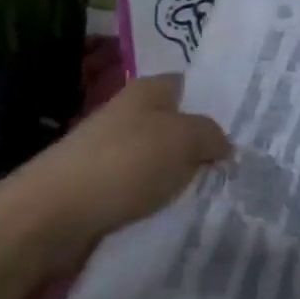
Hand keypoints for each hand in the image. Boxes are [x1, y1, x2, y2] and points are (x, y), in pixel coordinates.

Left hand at [0, 74, 229, 265]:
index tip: (247, 129)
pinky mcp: (99, 182)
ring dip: (181, 174)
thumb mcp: (183, 140)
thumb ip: (211, 135)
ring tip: (214, 194)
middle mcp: (129, 111)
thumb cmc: (124, 164)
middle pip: (177, 123)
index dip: (217, 103)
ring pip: (160, 156)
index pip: (192, 85)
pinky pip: (140, 184)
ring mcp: (111, 147)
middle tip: (239, 167)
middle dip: (203, 143)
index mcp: (149, 89)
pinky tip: (175, 212)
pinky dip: (157, 196)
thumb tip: (223, 145)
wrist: (52, 213)